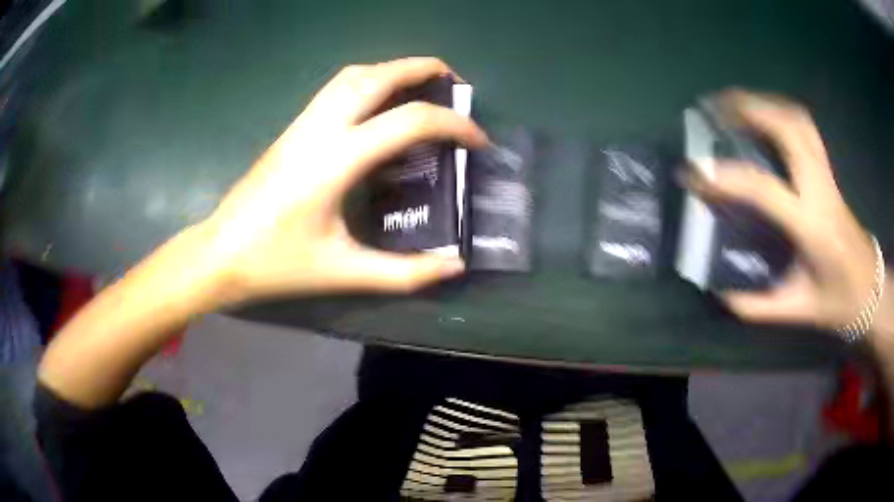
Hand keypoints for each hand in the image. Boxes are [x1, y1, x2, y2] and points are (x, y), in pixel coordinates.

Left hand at [201, 57, 487, 302]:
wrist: (219, 254)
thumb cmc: (276, 264)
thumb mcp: (343, 271)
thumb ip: (403, 273)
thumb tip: (454, 266)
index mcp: (336, 160)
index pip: (409, 121)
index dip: (454, 126)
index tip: (477, 142)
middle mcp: (320, 129)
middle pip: (378, 75)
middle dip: (423, 69)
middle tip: (456, 84)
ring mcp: (302, 124)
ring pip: (353, 75)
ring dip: (393, 70)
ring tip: (422, 86)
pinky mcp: (292, 129)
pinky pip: (336, 89)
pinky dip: (368, 81)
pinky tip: (379, 104)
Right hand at [685, 89, 878, 330]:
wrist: (869, 289)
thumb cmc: (837, 301)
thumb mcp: (797, 311)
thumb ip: (758, 305)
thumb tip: (720, 293)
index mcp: (813, 226)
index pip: (765, 189)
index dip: (727, 177)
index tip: (694, 173)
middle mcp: (821, 189)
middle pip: (788, 128)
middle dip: (749, 109)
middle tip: (714, 109)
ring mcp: (827, 174)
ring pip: (796, 119)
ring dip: (762, 103)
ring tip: (734, 104)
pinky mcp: (828, 170)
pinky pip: (803, 127)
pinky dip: (778, 111)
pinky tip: (762, 117)